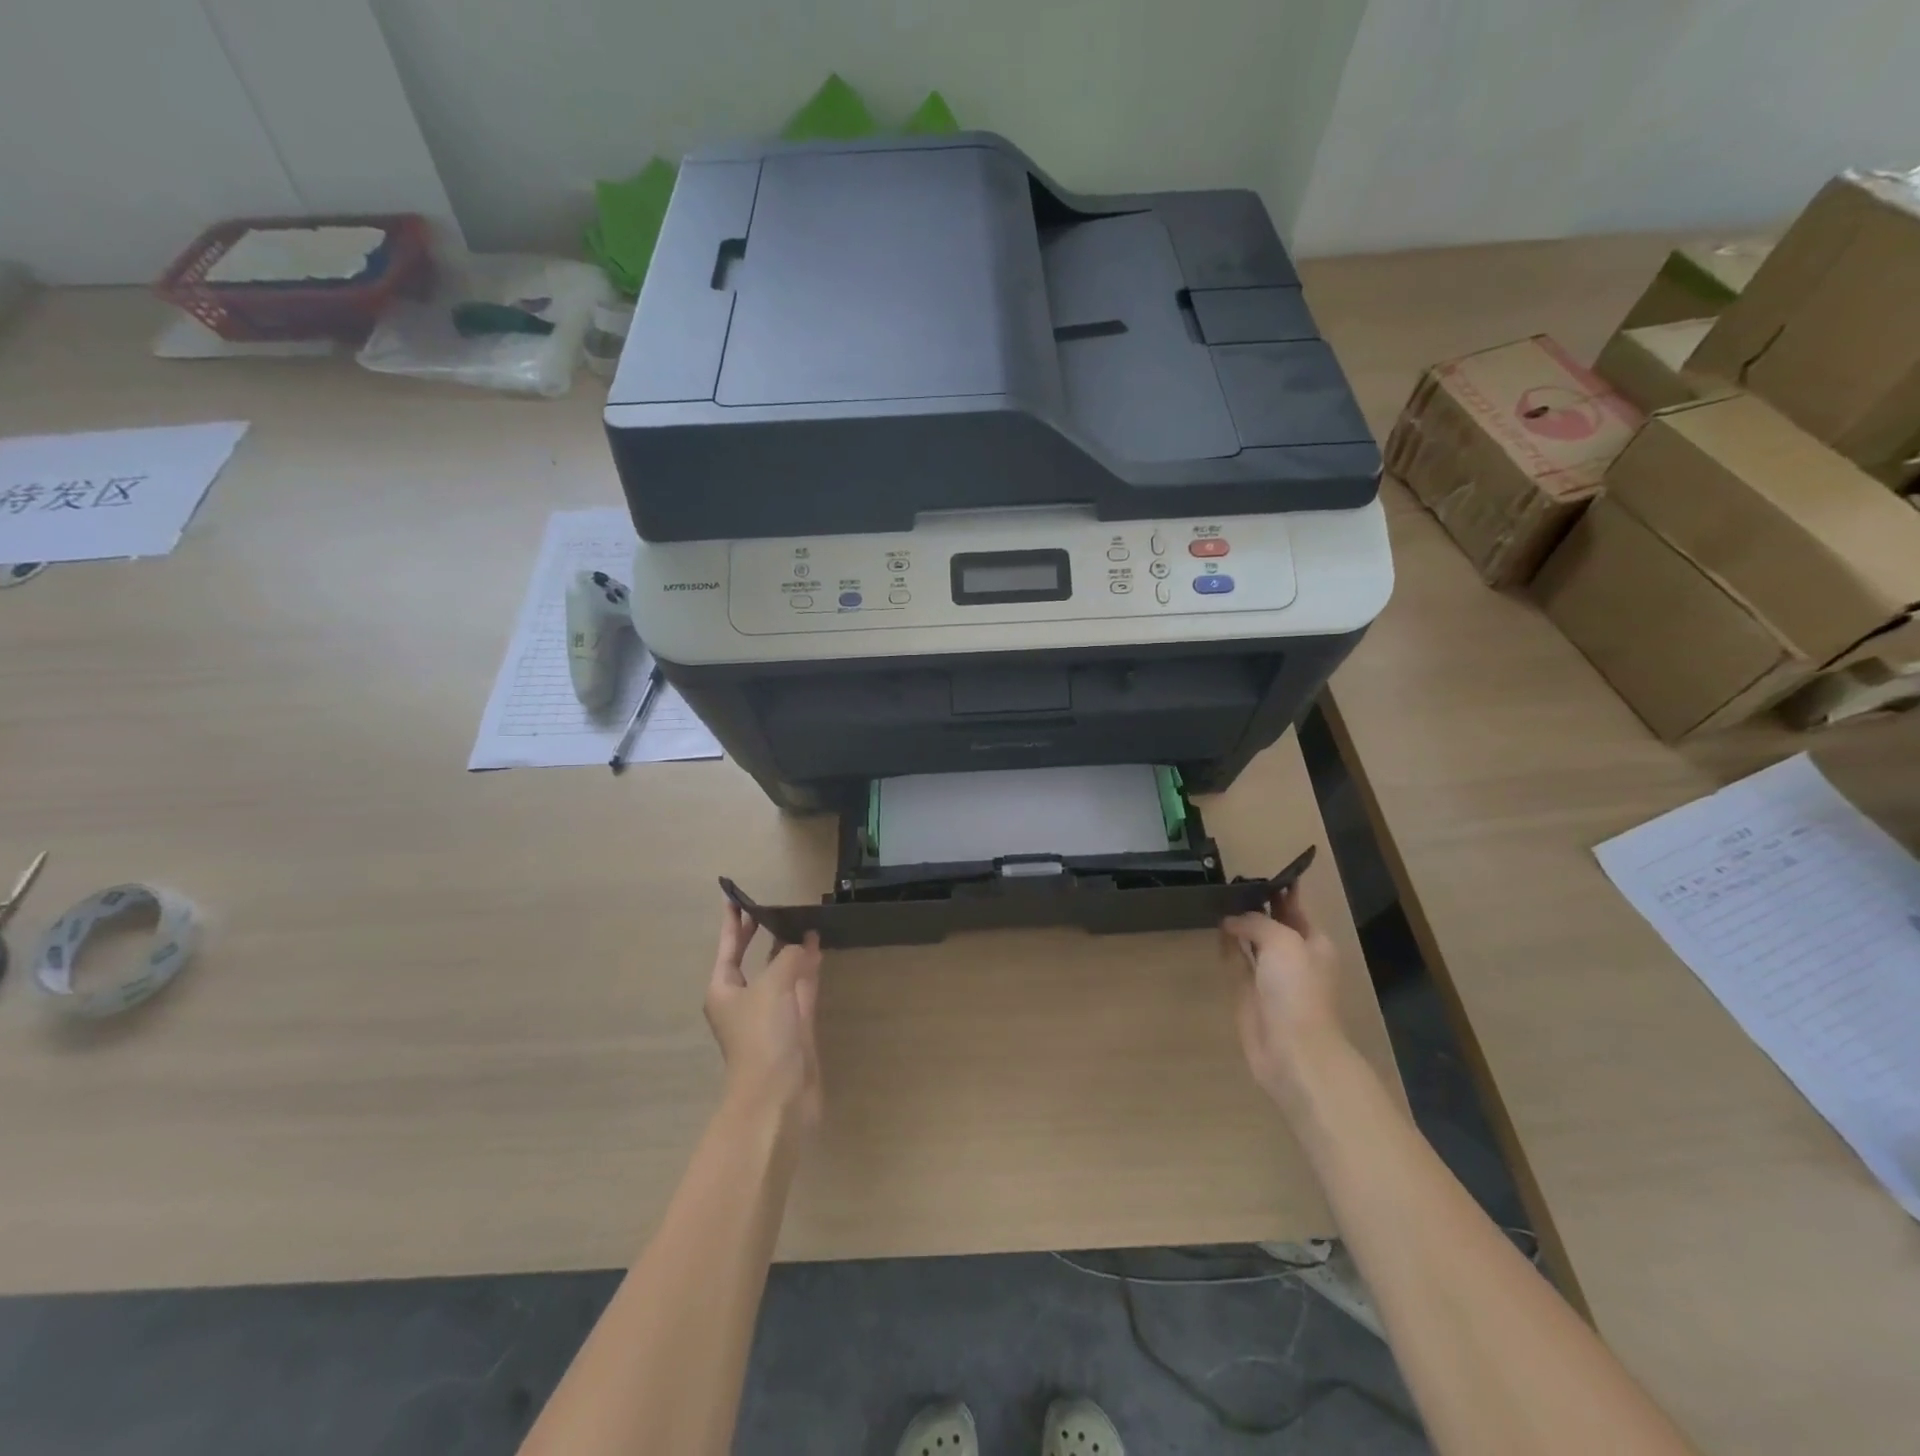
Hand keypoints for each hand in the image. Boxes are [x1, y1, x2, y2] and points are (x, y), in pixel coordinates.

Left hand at [704, 902, 823, 1132]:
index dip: (732, 923)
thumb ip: (788, 958)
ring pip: (781, 971)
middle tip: (773, 907)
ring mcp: (772, 1014)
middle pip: (753, 959)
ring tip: (803, 921)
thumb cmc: (763, 1037)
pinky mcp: (796, 1026)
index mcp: (724, 991)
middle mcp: (745, 1000)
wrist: (779, 1097)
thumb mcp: (772, 987)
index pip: (728, 948)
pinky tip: (818, 948)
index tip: (734, 898)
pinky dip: (808, 968)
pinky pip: (801, 987)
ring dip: (790, 949)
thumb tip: (803, 942)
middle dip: (761, 935)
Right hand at [1221, 880, 1348, 1103]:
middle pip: (1273, 922)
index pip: (1295, 906)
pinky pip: (1237, 961)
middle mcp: (1293, 955)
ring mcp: (1270, 975)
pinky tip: (1216, 930)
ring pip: (1252, 940)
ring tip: (1218, 899)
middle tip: (1229, 881)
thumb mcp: (1282, 942)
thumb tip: (1231, 921)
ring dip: (1239, 923)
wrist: (1293, 1050)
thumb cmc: (1297, 990)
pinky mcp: (1249, 992)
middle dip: (1256, 904)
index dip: (1280, 888)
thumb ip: (1256, 922)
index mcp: (1313, 942)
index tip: (1258, 870)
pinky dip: (1228, 946)